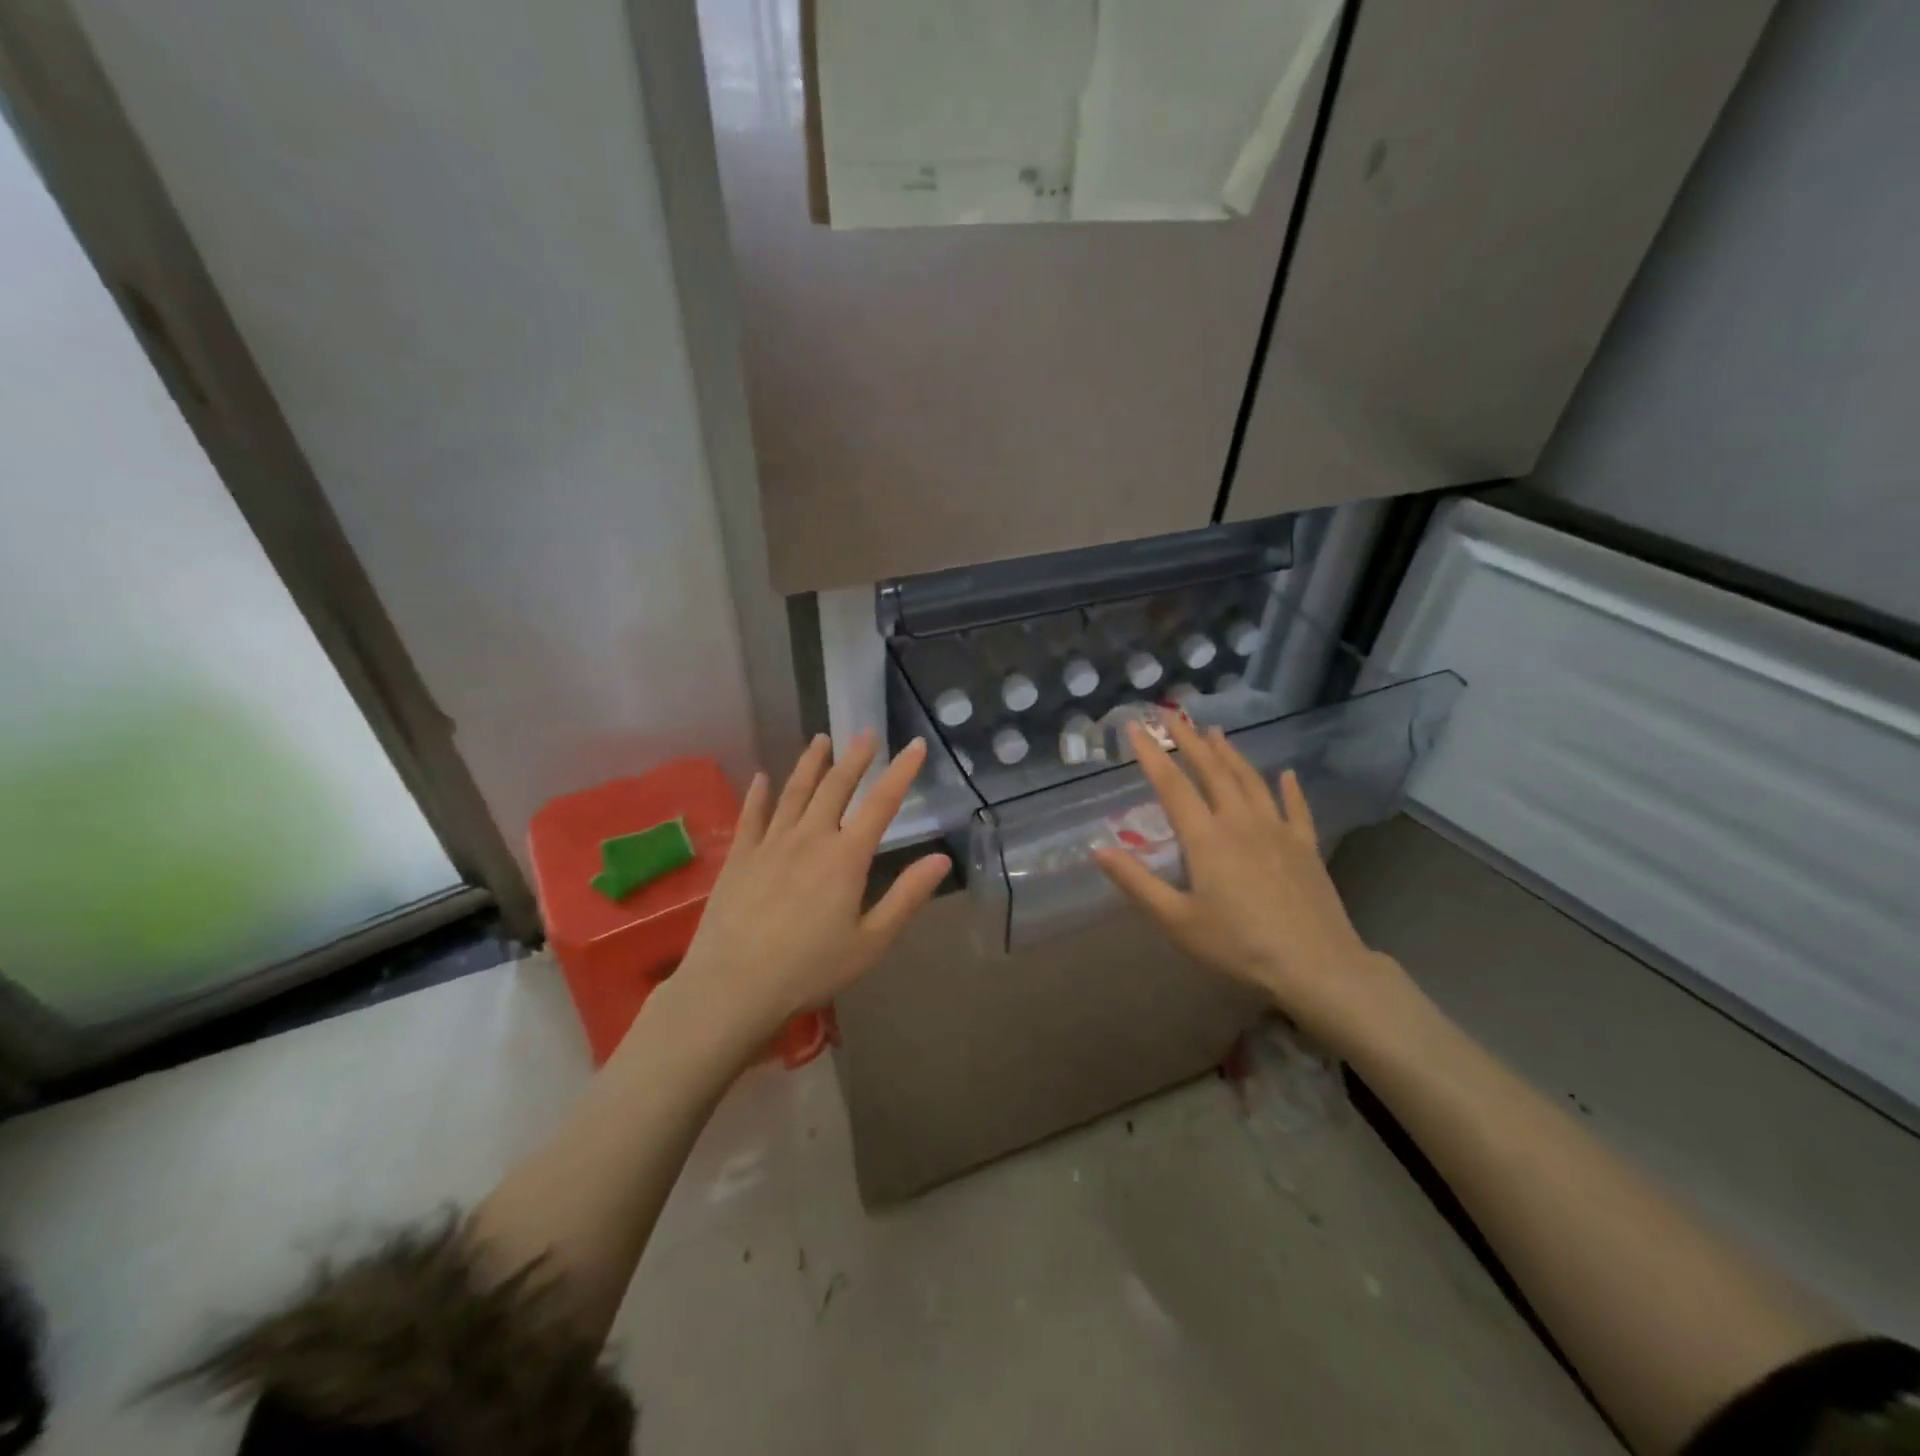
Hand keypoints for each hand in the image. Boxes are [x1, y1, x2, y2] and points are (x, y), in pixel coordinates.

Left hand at [671, 732, 950, 1042]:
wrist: (734, 985)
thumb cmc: (810, 968)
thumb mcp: (871, 941)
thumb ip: (907, 897)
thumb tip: (942, 858)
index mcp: (846, 857)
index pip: (881, 803)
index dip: (901, 771)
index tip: (914, 744)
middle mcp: (810, 838)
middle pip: (836, 786)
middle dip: (855, 757)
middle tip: (865, 732)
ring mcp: (771, 843)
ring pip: (795, 791)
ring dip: (811, 763)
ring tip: (821, 739)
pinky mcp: (740, 857)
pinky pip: (752, 815)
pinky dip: (759, 793)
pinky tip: (761, 777)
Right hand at [1090, 713, 1415, 1049]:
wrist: (1316, 966)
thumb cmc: (1238, 946)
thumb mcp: (1176, 921)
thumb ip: (1136, 883)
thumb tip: (1096, 849)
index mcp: (1206, 838)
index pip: (1172, 785)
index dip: (1151, 754)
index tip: (1135, 727)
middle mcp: (1240, 822)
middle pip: (1212, 771)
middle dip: (1189, 740)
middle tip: (1172, 714)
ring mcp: (1277, 831)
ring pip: (1250, 780)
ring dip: (1230, 753)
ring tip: (1215, 732)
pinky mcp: (1305, 847)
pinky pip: (1295, 808)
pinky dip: (1288, 788)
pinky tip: (1285, 774)